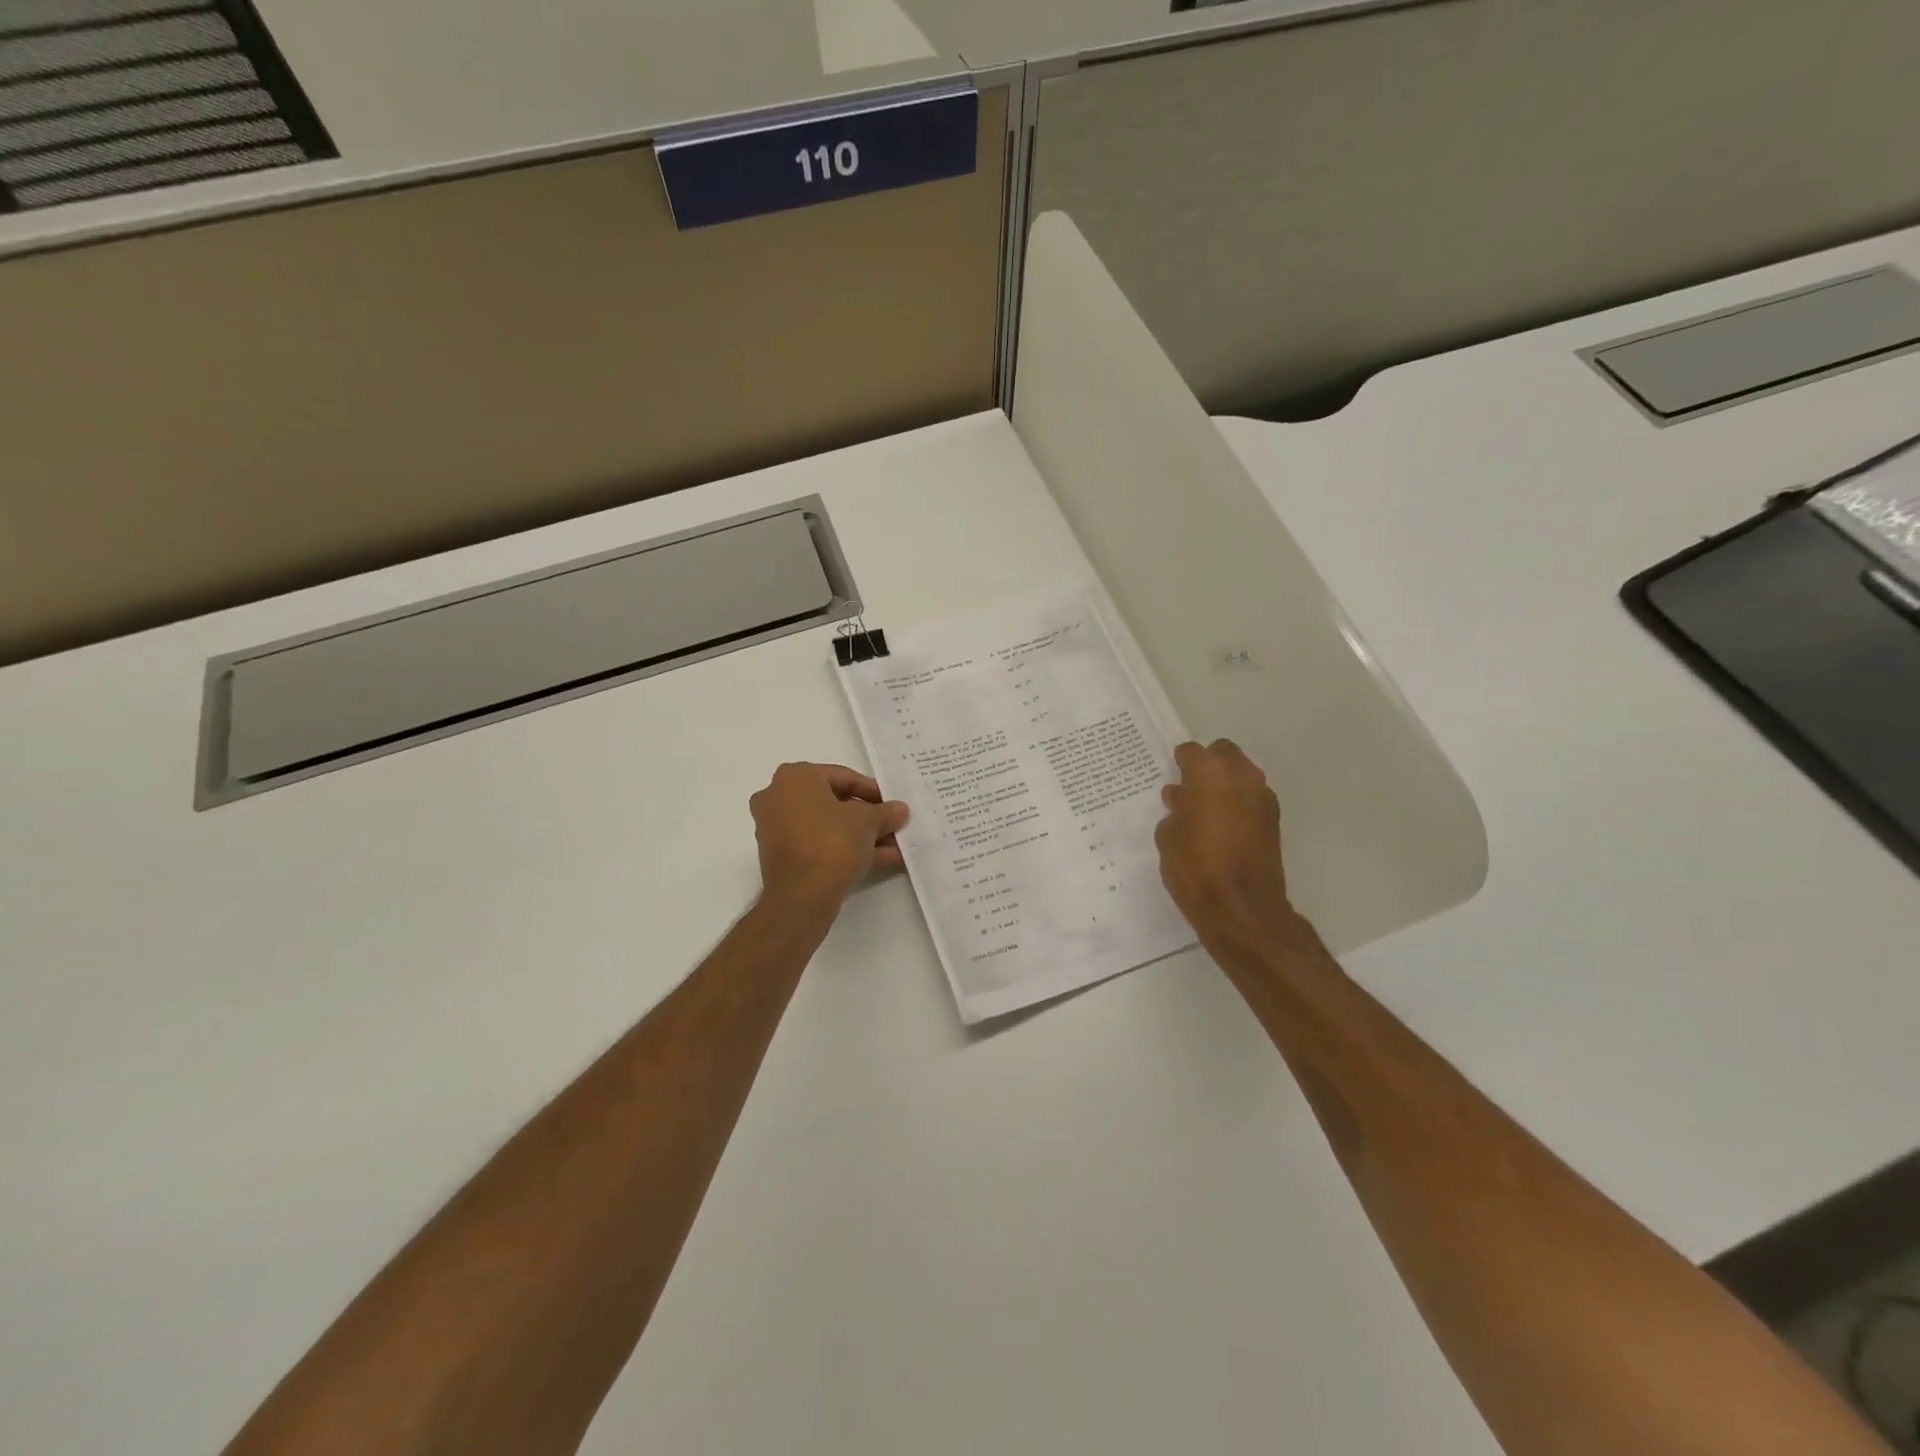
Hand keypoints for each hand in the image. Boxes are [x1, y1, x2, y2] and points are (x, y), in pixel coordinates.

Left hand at [750, 763, 909, 911]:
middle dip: (867, 817)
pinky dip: (844, 849)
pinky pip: (817, 844)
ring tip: (893, 847)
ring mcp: (775, 828)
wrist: (801, 896)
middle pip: (833, 802)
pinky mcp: (780, 856)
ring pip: (826, 826)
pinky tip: (880, 860)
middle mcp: (778, 797)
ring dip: (860, 835)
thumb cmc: (832, 842)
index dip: (873, 791)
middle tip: (892, 825)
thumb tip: (900, 809)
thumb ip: (885, 812)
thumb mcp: (868, 822)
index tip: (892, 804)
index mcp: (795, 777)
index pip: (842, 777)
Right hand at [1155, 740, 1303, 943]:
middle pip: (1224, 754)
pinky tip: (1222, 827)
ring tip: (1205, 810)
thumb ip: (1175, 810)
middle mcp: (1242, 776)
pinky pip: (1252, 799)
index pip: (1192, 752)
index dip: (1180, 763)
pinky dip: (1238, 804)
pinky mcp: (1274, 822)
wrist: (1241, 908)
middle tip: (1190, 788)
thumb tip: (1182, 800)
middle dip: (1208, 765)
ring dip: (1225, 784)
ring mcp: (1263, 798)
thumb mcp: (1168, 837)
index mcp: (1210, 773)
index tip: (1172, 776)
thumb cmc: (1195, 867)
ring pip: (1242, 775)